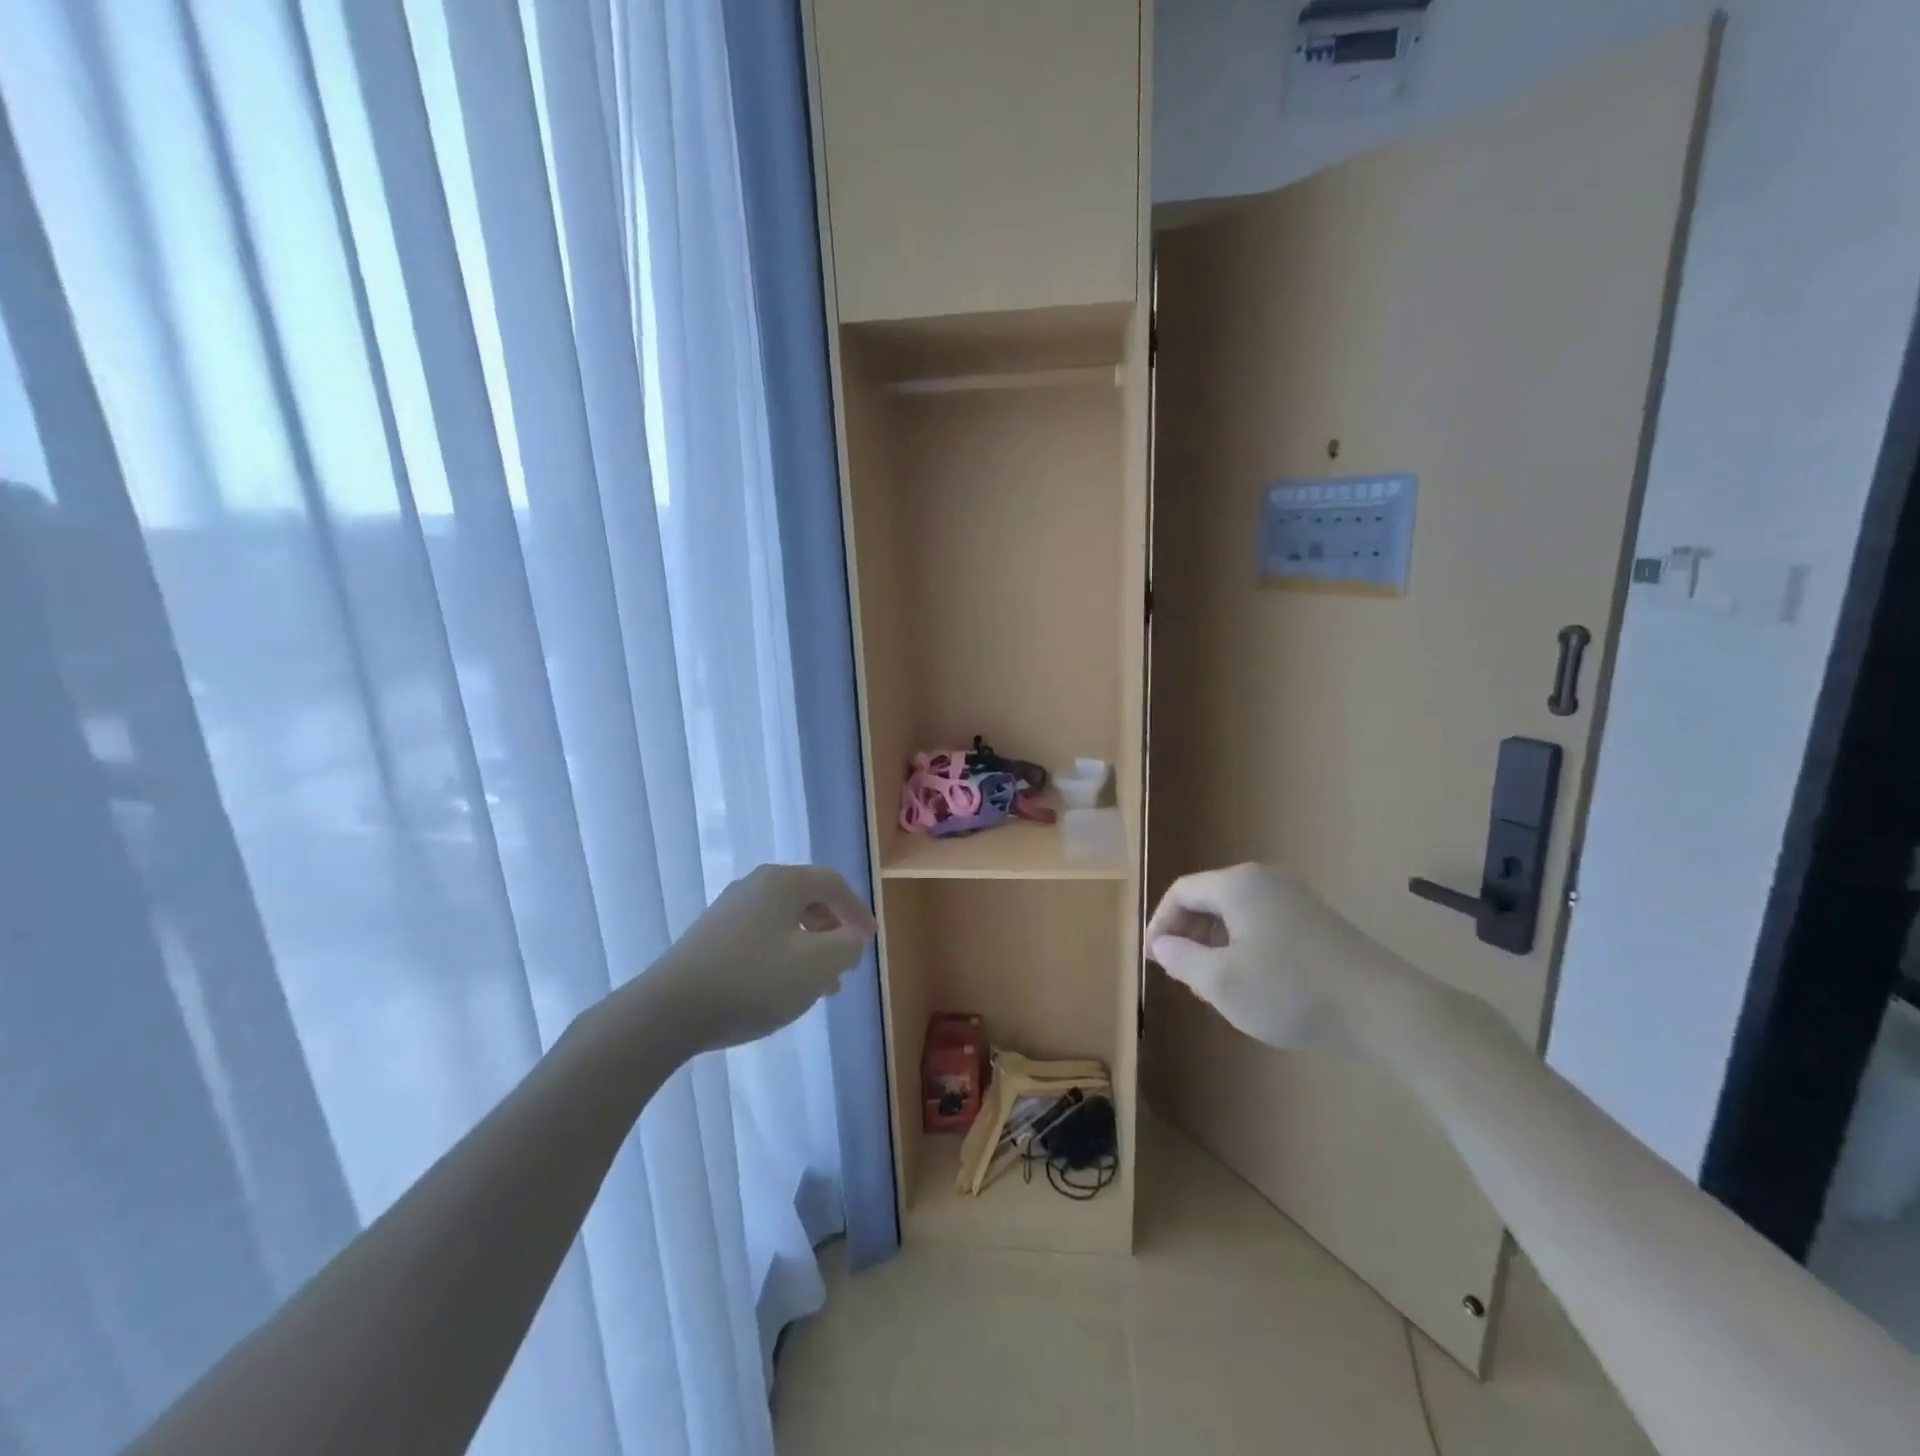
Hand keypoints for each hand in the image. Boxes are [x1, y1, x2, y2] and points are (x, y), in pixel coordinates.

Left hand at [649, 864, 876, 1052]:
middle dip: (833, 931)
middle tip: (846, 963)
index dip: (857, 910)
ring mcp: (728, 910)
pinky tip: (781, 989)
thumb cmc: (755, 980)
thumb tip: (852, 936)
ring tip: (820, 986)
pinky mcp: (710, 937)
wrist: (670, 1010)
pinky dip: (782, 955)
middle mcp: (755, 885)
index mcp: (783, 882)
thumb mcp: (818, 965)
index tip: (870, 940)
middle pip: (807, 899)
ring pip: (783, 922)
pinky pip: (760, 937)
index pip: (833, 883)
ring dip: (809, 948)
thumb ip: (847, 946)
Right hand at [1146, 863, 1395, 1050]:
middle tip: (1183, 976)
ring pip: (1237, 914)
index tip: (1154, 960)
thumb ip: (1182, 959)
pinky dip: (1245, 947)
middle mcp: (1265, 879)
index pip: (1182, 892)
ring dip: (1216, 945)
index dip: (1160, 924)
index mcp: (1237, 884)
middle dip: (1189, 936)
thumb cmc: (1292, 991)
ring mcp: (1296, 897)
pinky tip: (1254, 983)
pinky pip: (1264, 923)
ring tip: (1215, 986)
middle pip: (1210, 899)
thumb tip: (1163, 945)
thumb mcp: (1223, 983)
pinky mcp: (1318, 920)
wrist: (1386, 1010)